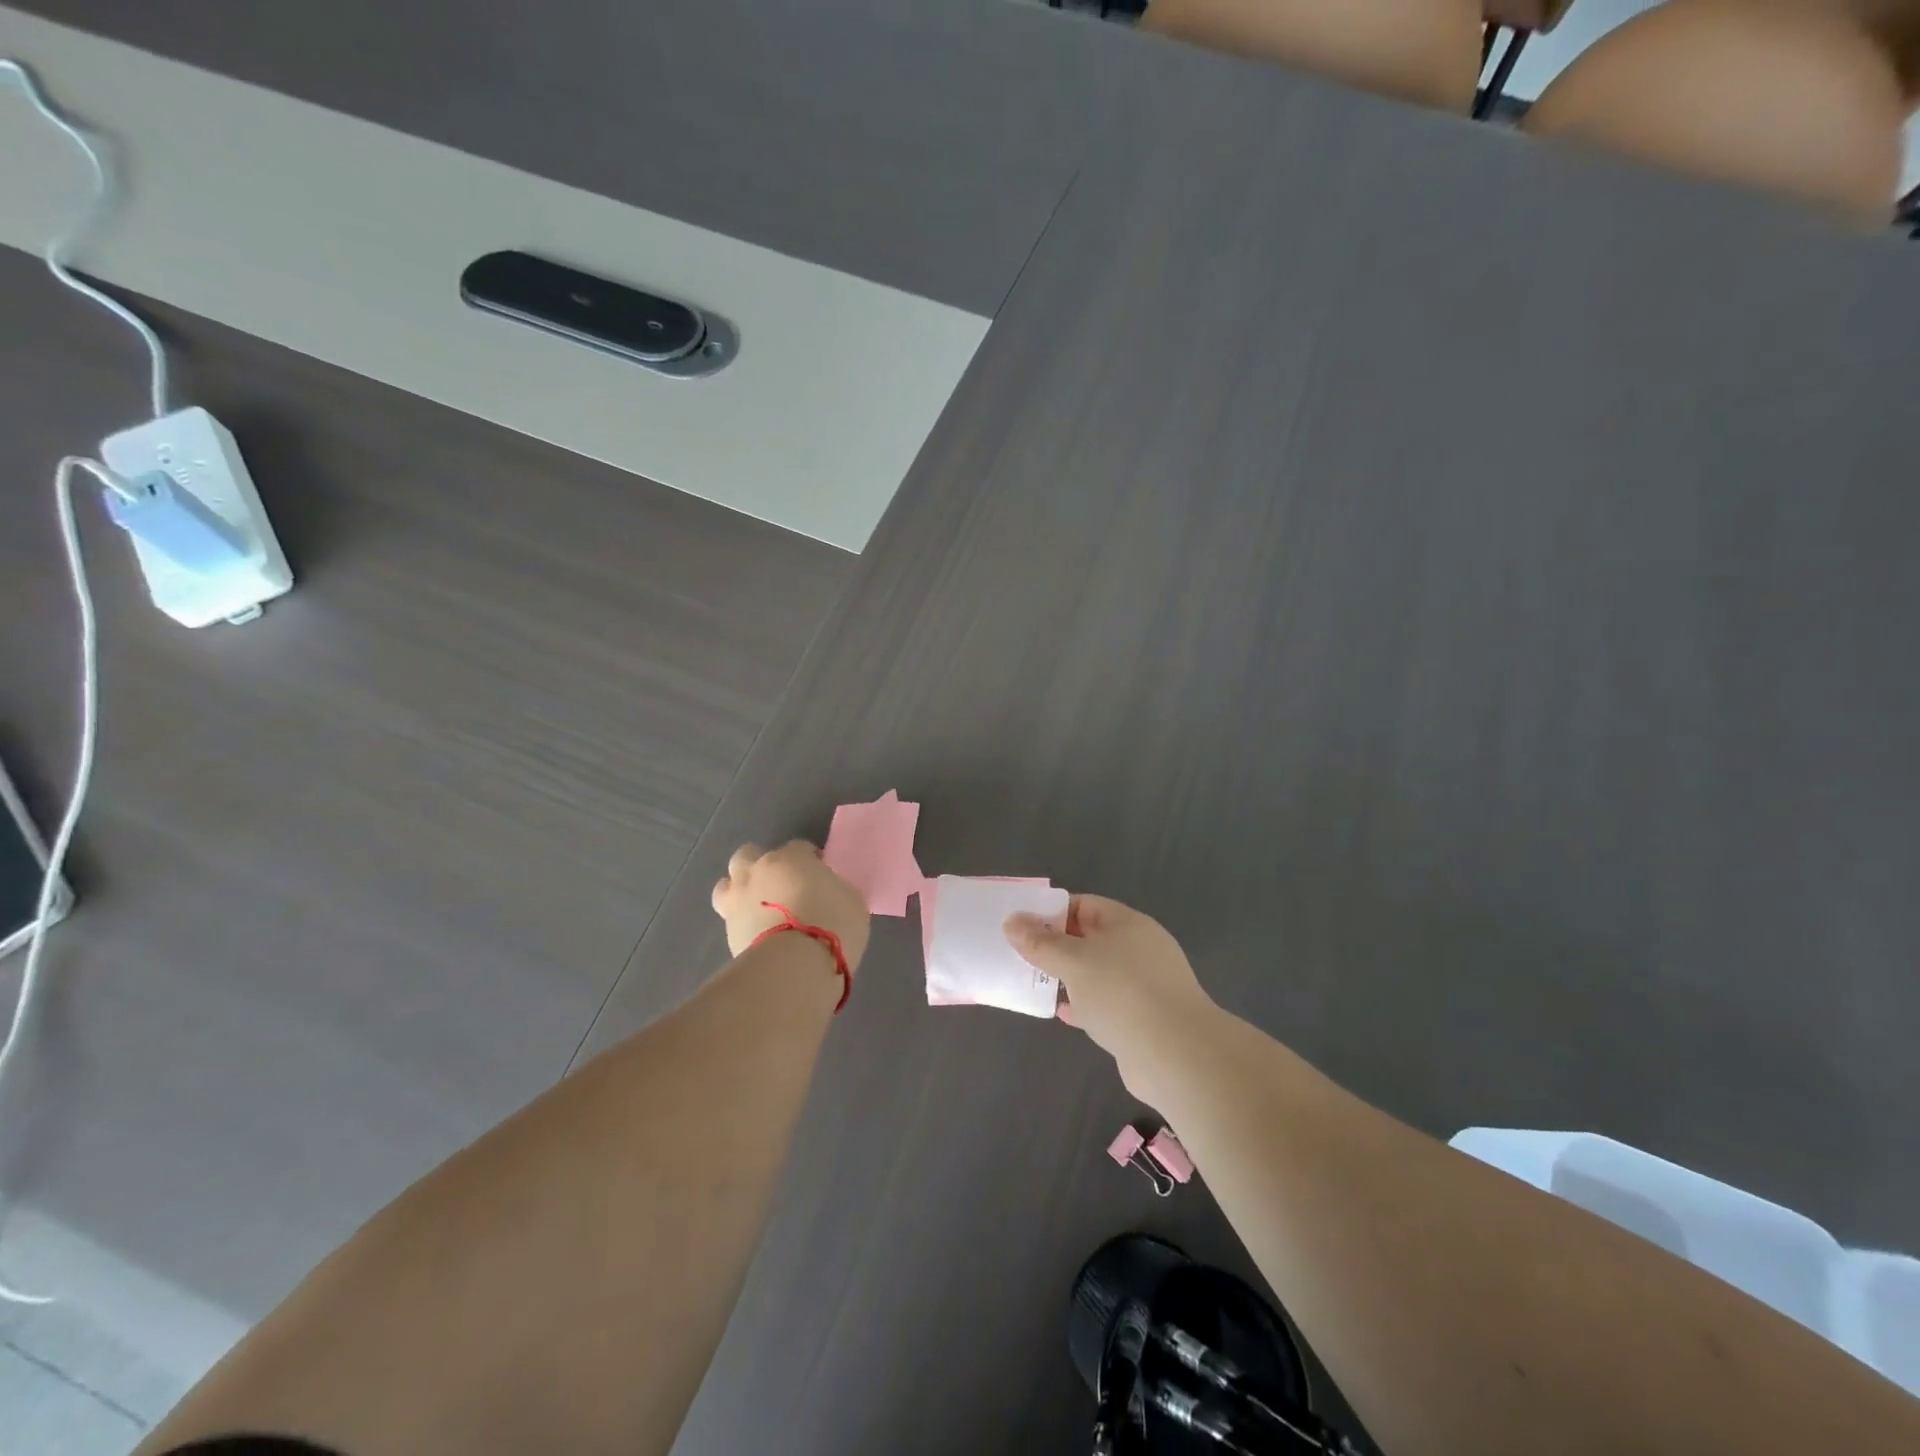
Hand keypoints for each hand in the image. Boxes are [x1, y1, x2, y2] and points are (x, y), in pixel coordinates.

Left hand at [712, 840, 870, 971]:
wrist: (795, 967)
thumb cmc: (833, 926)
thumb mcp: (851, 899)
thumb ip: (833, 887)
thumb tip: (826, 889)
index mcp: (790, 858)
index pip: (799, 847)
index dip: (809, 859)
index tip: (820, 876)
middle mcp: (758, 872)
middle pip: (750, 854)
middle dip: (762, 865)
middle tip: (782, 885)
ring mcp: (737, 901)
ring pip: (727, 885)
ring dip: (741, 891)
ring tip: (759, 908)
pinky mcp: (727, 932)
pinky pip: (731, 919)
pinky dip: (742, 922)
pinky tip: (759, 935)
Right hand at [1004, 896, 1216, 1092]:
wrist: (1177, 1056)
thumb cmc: (1122, 994)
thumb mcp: (1074, 962)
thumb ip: (1041, 943)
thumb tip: (1011, 921)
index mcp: (1128, 924)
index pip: (1085, 905)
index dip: (1053, 912)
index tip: (1022, 926)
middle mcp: (1139, 949)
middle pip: (1091, 938)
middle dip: (1057, 946)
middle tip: (1021, 955)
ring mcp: (1144, 985)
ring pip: (1097, 973)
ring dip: (1069, 977)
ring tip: (1035, 982)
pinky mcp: (1143, 1019)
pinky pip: (1106, 1004)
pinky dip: (1083, 1005)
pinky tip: (1062, 1013)